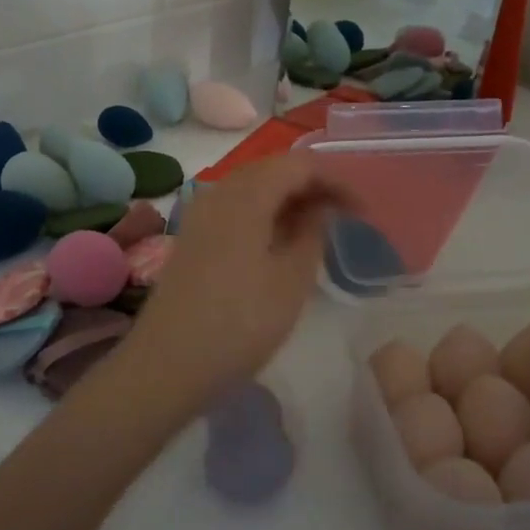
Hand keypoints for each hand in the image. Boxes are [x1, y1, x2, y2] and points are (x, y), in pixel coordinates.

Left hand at [117, 156, 352, 415]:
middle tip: (344, 216)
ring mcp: (200, 214)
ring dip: (287, 199)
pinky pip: (235, 208)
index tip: (363, 210)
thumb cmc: (239, 323)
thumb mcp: (291, 281)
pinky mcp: (192, 237)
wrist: (167, 365)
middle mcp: (219, 192)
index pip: (299, 164)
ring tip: (318, 228)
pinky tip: (279, 242)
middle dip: (312, 185)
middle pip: (272, 169)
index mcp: (246, 195)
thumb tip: (320, 207)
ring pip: (252, 188)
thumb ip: (312, 233)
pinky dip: (264, 214)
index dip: (336, 180)